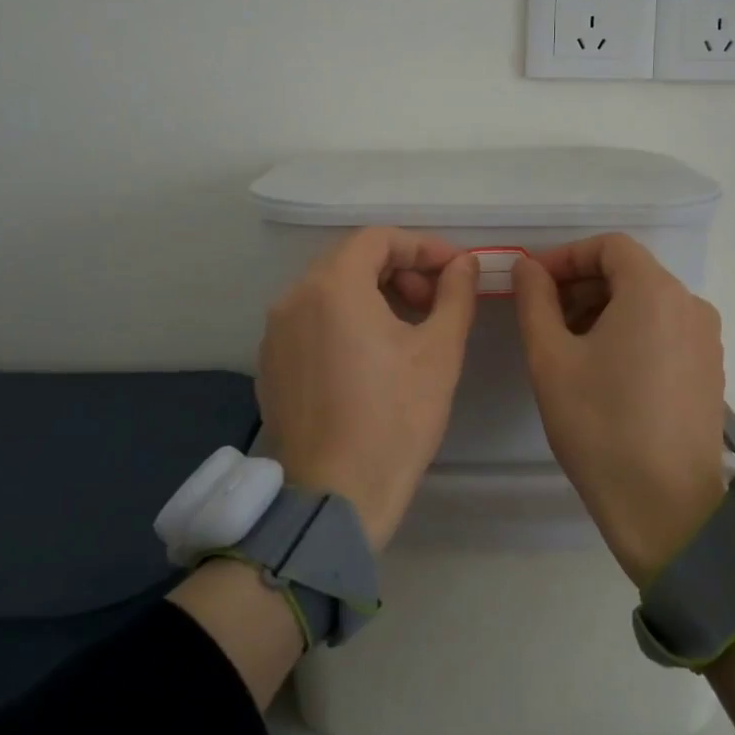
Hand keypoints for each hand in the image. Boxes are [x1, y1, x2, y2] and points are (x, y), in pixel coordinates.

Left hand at [256, 227, 477, 550]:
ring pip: (329, 290)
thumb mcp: (439, 352)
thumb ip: (455, 295)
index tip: (455, 270)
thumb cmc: (395, 418)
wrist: (335, 496)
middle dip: (399, 270)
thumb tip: (464, 265)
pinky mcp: (270, 364)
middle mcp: (293, 297)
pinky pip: (310, 321)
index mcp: (332, 285)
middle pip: (350, 260)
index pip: (378, 238)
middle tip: (433, 302)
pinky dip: (344, 321)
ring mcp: (275, 332)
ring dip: (372, 294)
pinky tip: (370, 357)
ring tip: (407, 328)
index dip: (422, 247)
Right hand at [513, 234, 728, 586]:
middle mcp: (690, 305)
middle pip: (630, 273)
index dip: (567, 257)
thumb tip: (529, 267)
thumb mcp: (551, 359)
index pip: (609, 246)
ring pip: (647, 303)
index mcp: (655, 292)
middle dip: (581, 286)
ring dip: (602, 310)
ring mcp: (706, 340)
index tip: (534, 284)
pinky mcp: (710, 371)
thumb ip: (535, 300)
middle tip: (544, 318)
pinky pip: (665, 331)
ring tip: (568, 348)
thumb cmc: (600, 425)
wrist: (666, 508)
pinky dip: (629, 333)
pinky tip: (603, 372)